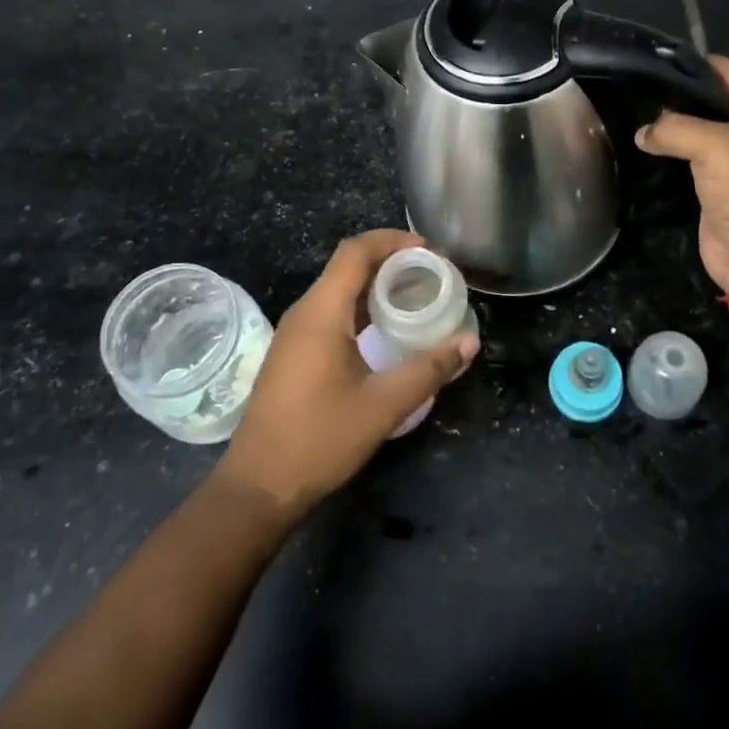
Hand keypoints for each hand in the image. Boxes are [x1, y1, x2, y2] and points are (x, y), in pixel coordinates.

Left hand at [218, 229, 478, 519]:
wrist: (259, 487)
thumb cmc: (320, 439)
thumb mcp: (383, 405)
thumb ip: (429, 369)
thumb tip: (469, 342)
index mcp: (321, 313)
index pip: (355, 252)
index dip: (392, 241)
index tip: (430, 252)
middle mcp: (304, 313)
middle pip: (348, 266)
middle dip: (390, 261)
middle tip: (432, 274)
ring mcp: (295, 334)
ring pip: (339, 290)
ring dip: (376, 285)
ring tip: (416, 296)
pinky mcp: (294, 353)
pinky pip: (330, 312)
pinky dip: (361, 307)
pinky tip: (386, 328)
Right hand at [635, 56, 728, 288]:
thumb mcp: (715, 145)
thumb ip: (674, 128)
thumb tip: (643, 132)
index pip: (724, 70)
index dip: (691, 62)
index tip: (650, 60)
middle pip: (707, 98)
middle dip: (674, 94)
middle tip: (633, 88)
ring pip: (693, 129)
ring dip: (667, 125)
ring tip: (629, 112)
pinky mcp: (713, 183)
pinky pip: (686, 157)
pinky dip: (666, 151)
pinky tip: (640, 145)